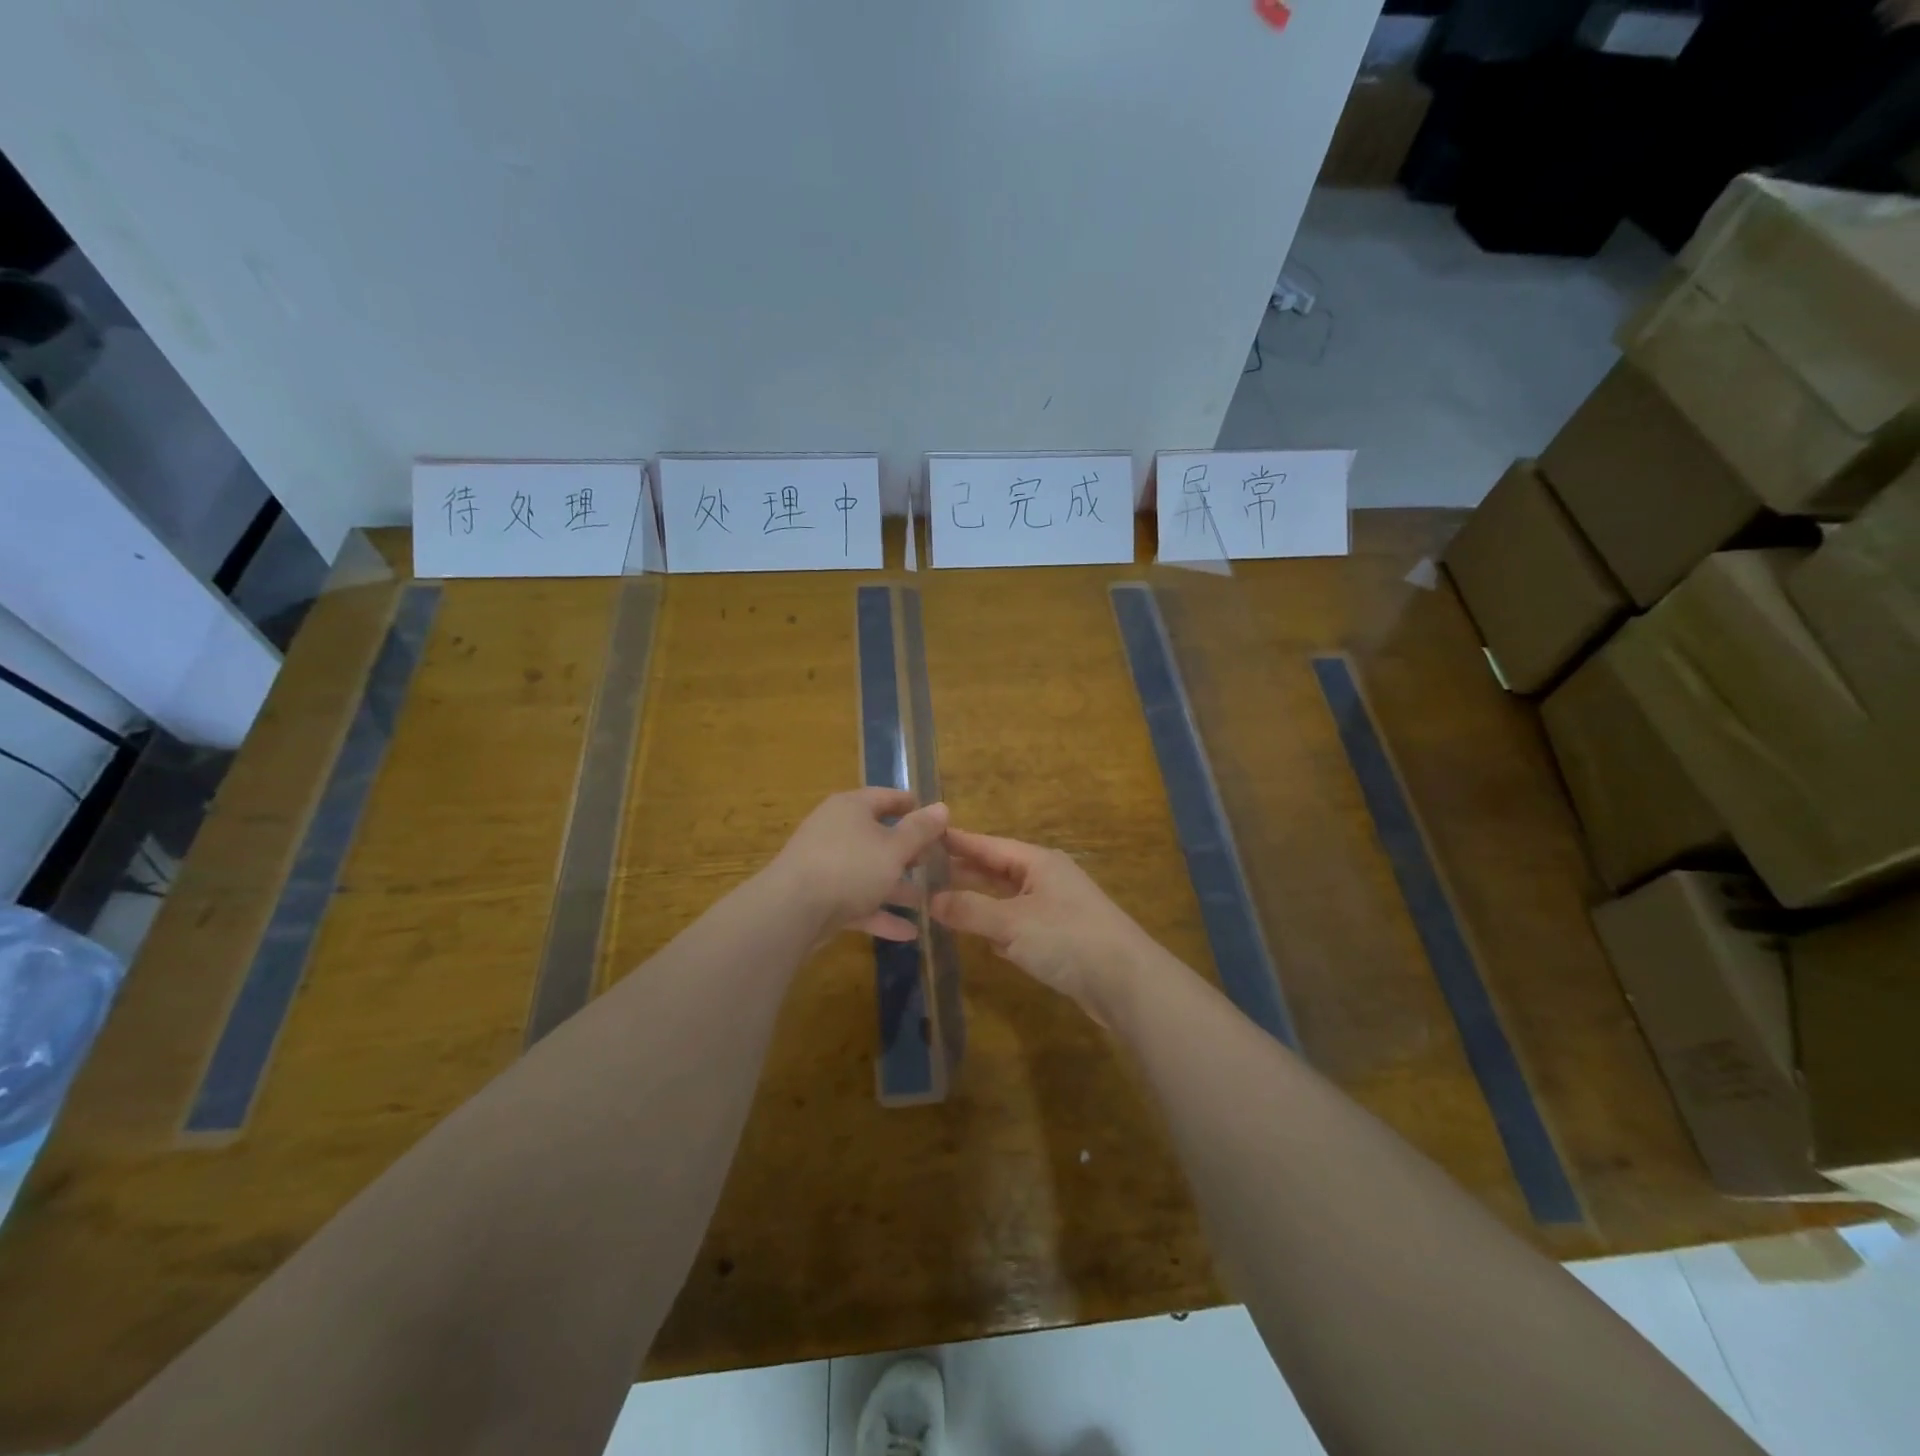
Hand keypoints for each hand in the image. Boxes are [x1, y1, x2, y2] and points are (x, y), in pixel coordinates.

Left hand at [766, 789, 948, 941]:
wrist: (791, 911)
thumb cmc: (850, 866)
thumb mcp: (894, 847)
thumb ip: (920, 830)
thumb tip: (942, 807)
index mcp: (851, 808)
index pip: (886, 797)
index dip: (911, 805)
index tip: (935, 817)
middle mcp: (836, 831)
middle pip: (877, 836)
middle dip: (907, 852)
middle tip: (935, 862)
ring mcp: (826, 866)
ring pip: (869, 873)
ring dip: (897, 887)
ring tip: (927, 901)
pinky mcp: (820, 899)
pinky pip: (857, 902)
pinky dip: (880, 914)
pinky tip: (908, 933)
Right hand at [931, 828, 1158, 1016]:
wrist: (1127, 983)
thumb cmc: (1068, 939)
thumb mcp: (1012, 923)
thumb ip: (970, 910)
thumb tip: (930, 900)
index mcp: (1038, 862)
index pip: (988, 845)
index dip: (957, 842)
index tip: (924, 834)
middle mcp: (1046, 879)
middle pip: (996, 871)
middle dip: (962, 873)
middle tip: (920, 873)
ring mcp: (1053, 909)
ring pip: (1005, 900)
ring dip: (977, 903)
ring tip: (938, 903)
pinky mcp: (1058, 939)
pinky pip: (1017, 926)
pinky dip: (997, 929)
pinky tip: (977, 936)